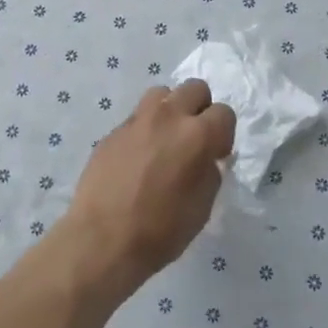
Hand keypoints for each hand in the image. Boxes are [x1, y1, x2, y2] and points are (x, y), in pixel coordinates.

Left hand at [60, 81, 235, 294]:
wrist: (102, 239)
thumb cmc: (161, 230)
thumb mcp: (202, 207)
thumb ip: (210, 172)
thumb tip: (206, 159)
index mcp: (197, 135)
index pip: (224, 112)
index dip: (224, 134)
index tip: (216, 155)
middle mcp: (168, 117)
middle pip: (195, 88)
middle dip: (200, 109)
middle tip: (194, 139)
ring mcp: (136, 121)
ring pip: (161, 93)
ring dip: (170, 109)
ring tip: (165, 139)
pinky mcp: (113, 131)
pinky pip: (137, 117)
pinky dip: (145, 129)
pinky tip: (139, 157)